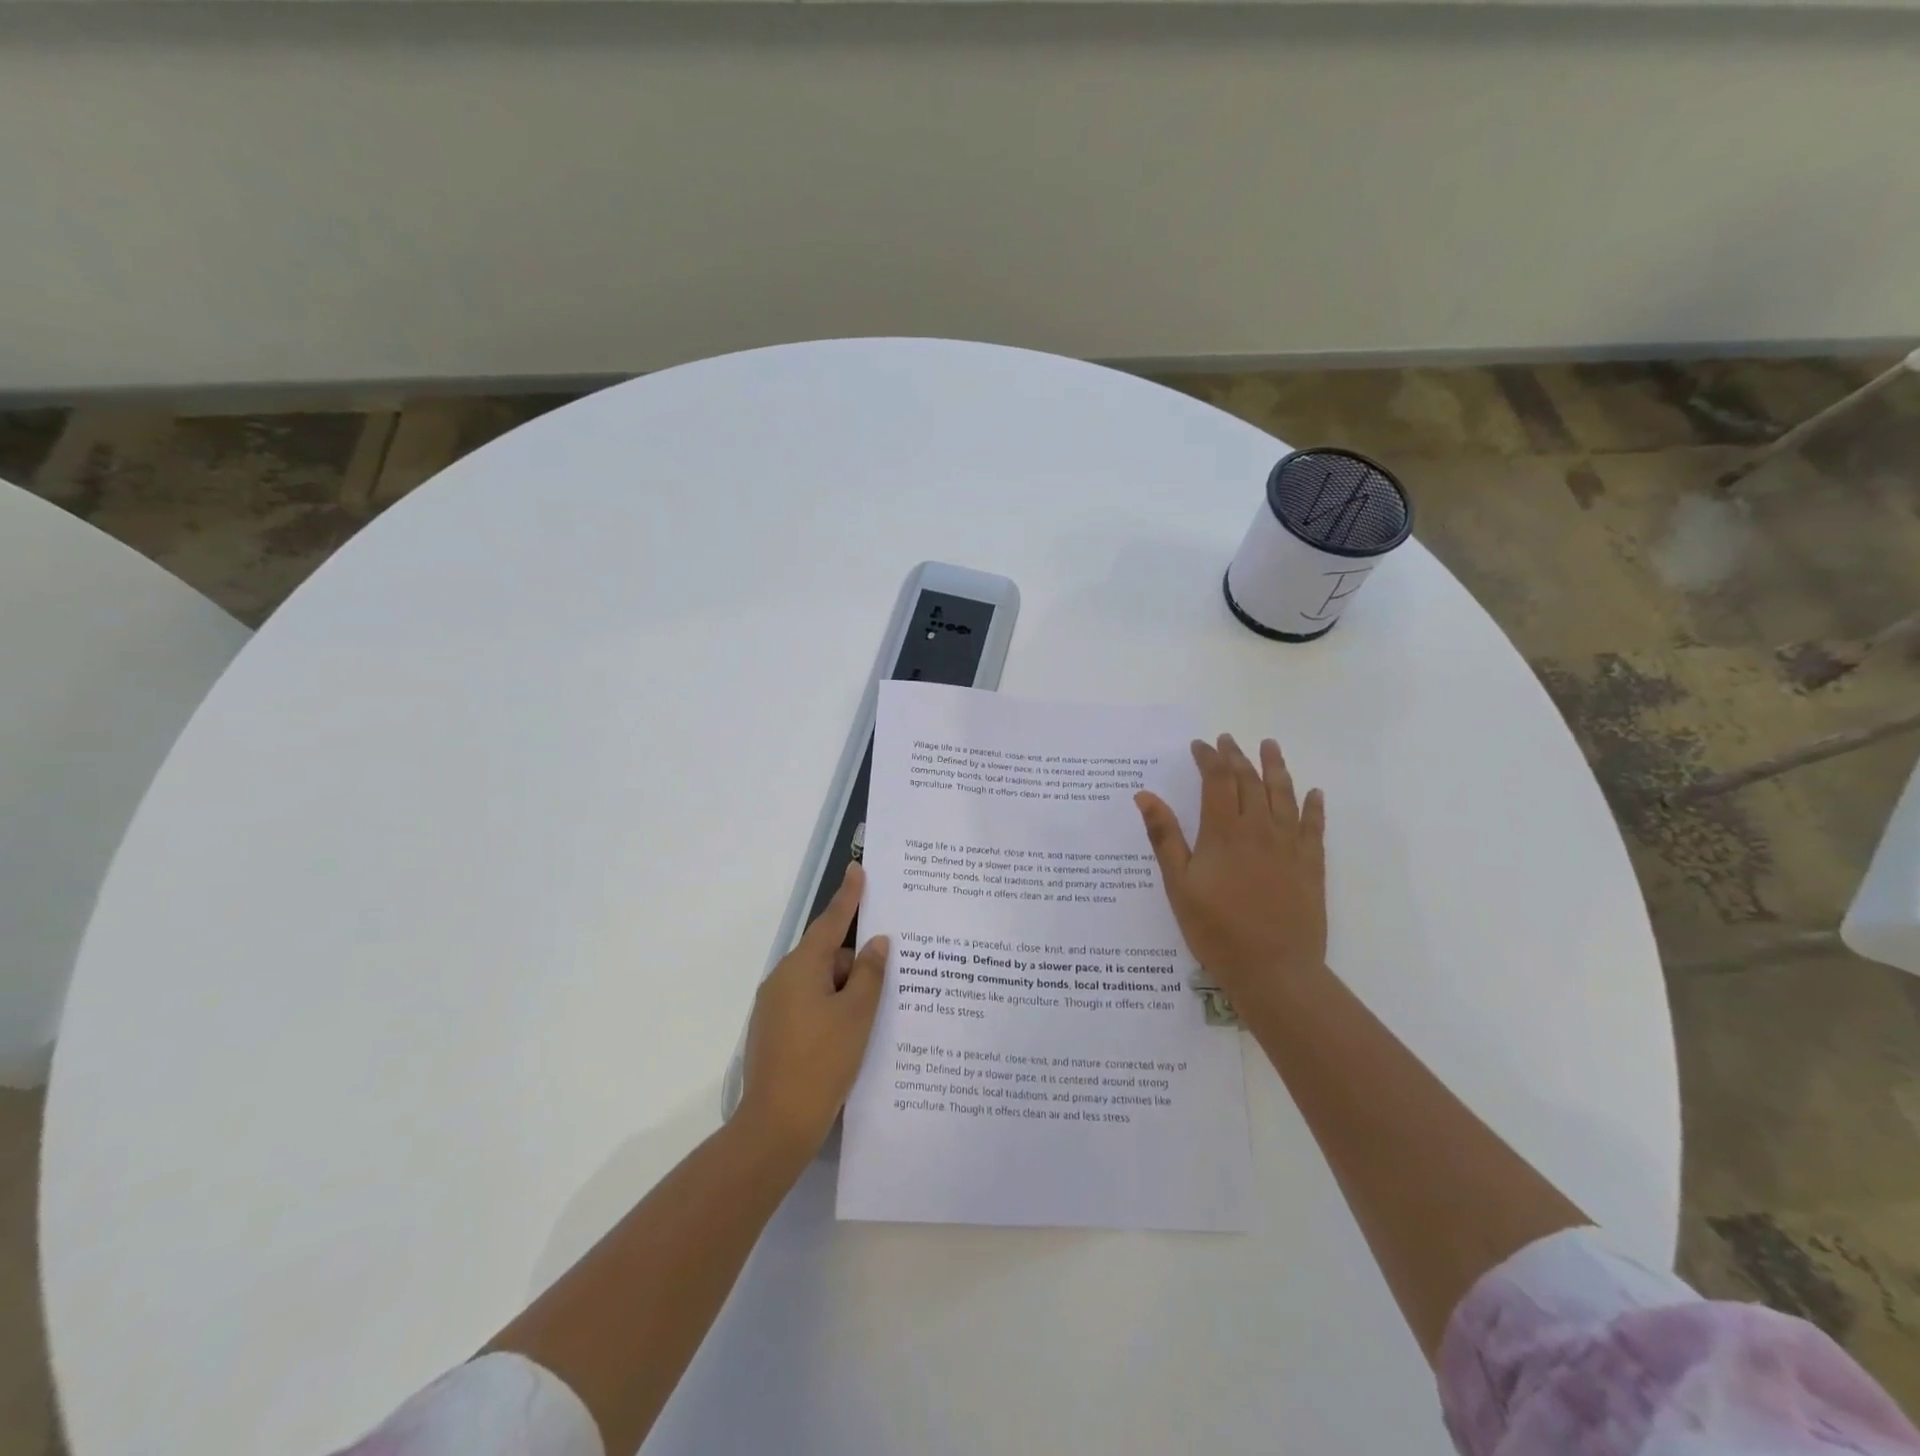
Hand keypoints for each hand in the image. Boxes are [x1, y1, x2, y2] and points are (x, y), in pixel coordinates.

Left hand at [738, 863, 888, 1157]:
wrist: (775, 1126)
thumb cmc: (822, 1062)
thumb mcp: (857, 1015)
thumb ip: (869, 973)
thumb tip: (876, 943)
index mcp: (801, 968)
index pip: (830, 921)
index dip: (848, 896)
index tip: (858, 870)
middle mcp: (782, 980)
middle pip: (827, 956)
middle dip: (856, 964)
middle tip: (891, 975)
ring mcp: (774, 1008)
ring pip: (819, 984)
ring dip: (846, 990)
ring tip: (877, 1012)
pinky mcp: (774, 1032)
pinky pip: (810, 1005)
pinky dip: (832, 1009)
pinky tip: (852, 1033)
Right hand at [1135, 735, 1326, 1011]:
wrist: (1274, 969)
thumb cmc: (1216, 929)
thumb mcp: (1178, 884)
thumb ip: (1164, 837)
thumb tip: (1145, 795)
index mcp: (1224, 832)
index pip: (1216, 780)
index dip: (1208, 758)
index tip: (1200, 745)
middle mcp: (1259, 829)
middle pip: (1249, 781)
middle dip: (1236, 756)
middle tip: (1227, 740)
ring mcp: (1289, 845)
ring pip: (1283, 795)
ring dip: (1275, 767)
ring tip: (1269, 745)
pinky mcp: (1311, 865)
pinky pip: (1314, 826)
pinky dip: (1313, 806)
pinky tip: (1314, 793)